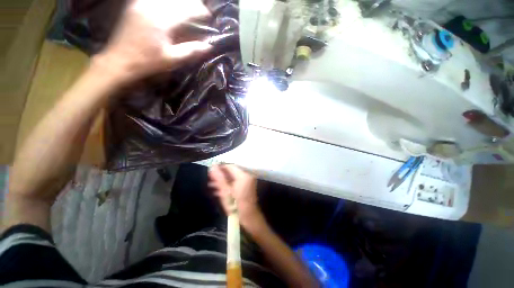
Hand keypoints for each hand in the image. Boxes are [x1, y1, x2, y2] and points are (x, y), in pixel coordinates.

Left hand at [93, 0, 212, 84]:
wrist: (119, 61)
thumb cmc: (147, 62)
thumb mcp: (172, 60)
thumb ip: (191, 51)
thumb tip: (209, 46)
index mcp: (162, 20)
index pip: (187, 10)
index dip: (201, 12)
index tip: (210, 17)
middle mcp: (152, 6)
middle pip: (178, 0)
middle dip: (192, 4)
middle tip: (202, 12)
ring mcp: (141, 3)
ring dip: (180, 3)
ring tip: (189, 9)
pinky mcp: (135, 5)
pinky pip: (155, 0)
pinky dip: (166, 3)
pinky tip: (171, 8)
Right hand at [209, 165, 264, 229]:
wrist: (248, 217)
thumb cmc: (236, 205)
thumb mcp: (225, 191)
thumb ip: (219, 178)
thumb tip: (212, 167)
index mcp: (243, 175)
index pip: (230, 166)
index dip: (220, 167)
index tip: (210, 170)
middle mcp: (247, 175)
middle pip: (231, 172)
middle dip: (220, 175)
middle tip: (209, 179)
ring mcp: (247, 181)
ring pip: (232, 178)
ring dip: (222, 181)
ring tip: (210, 185)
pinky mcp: (246, 187)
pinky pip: (235, 183)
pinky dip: (227, 185)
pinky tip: (217, 190)